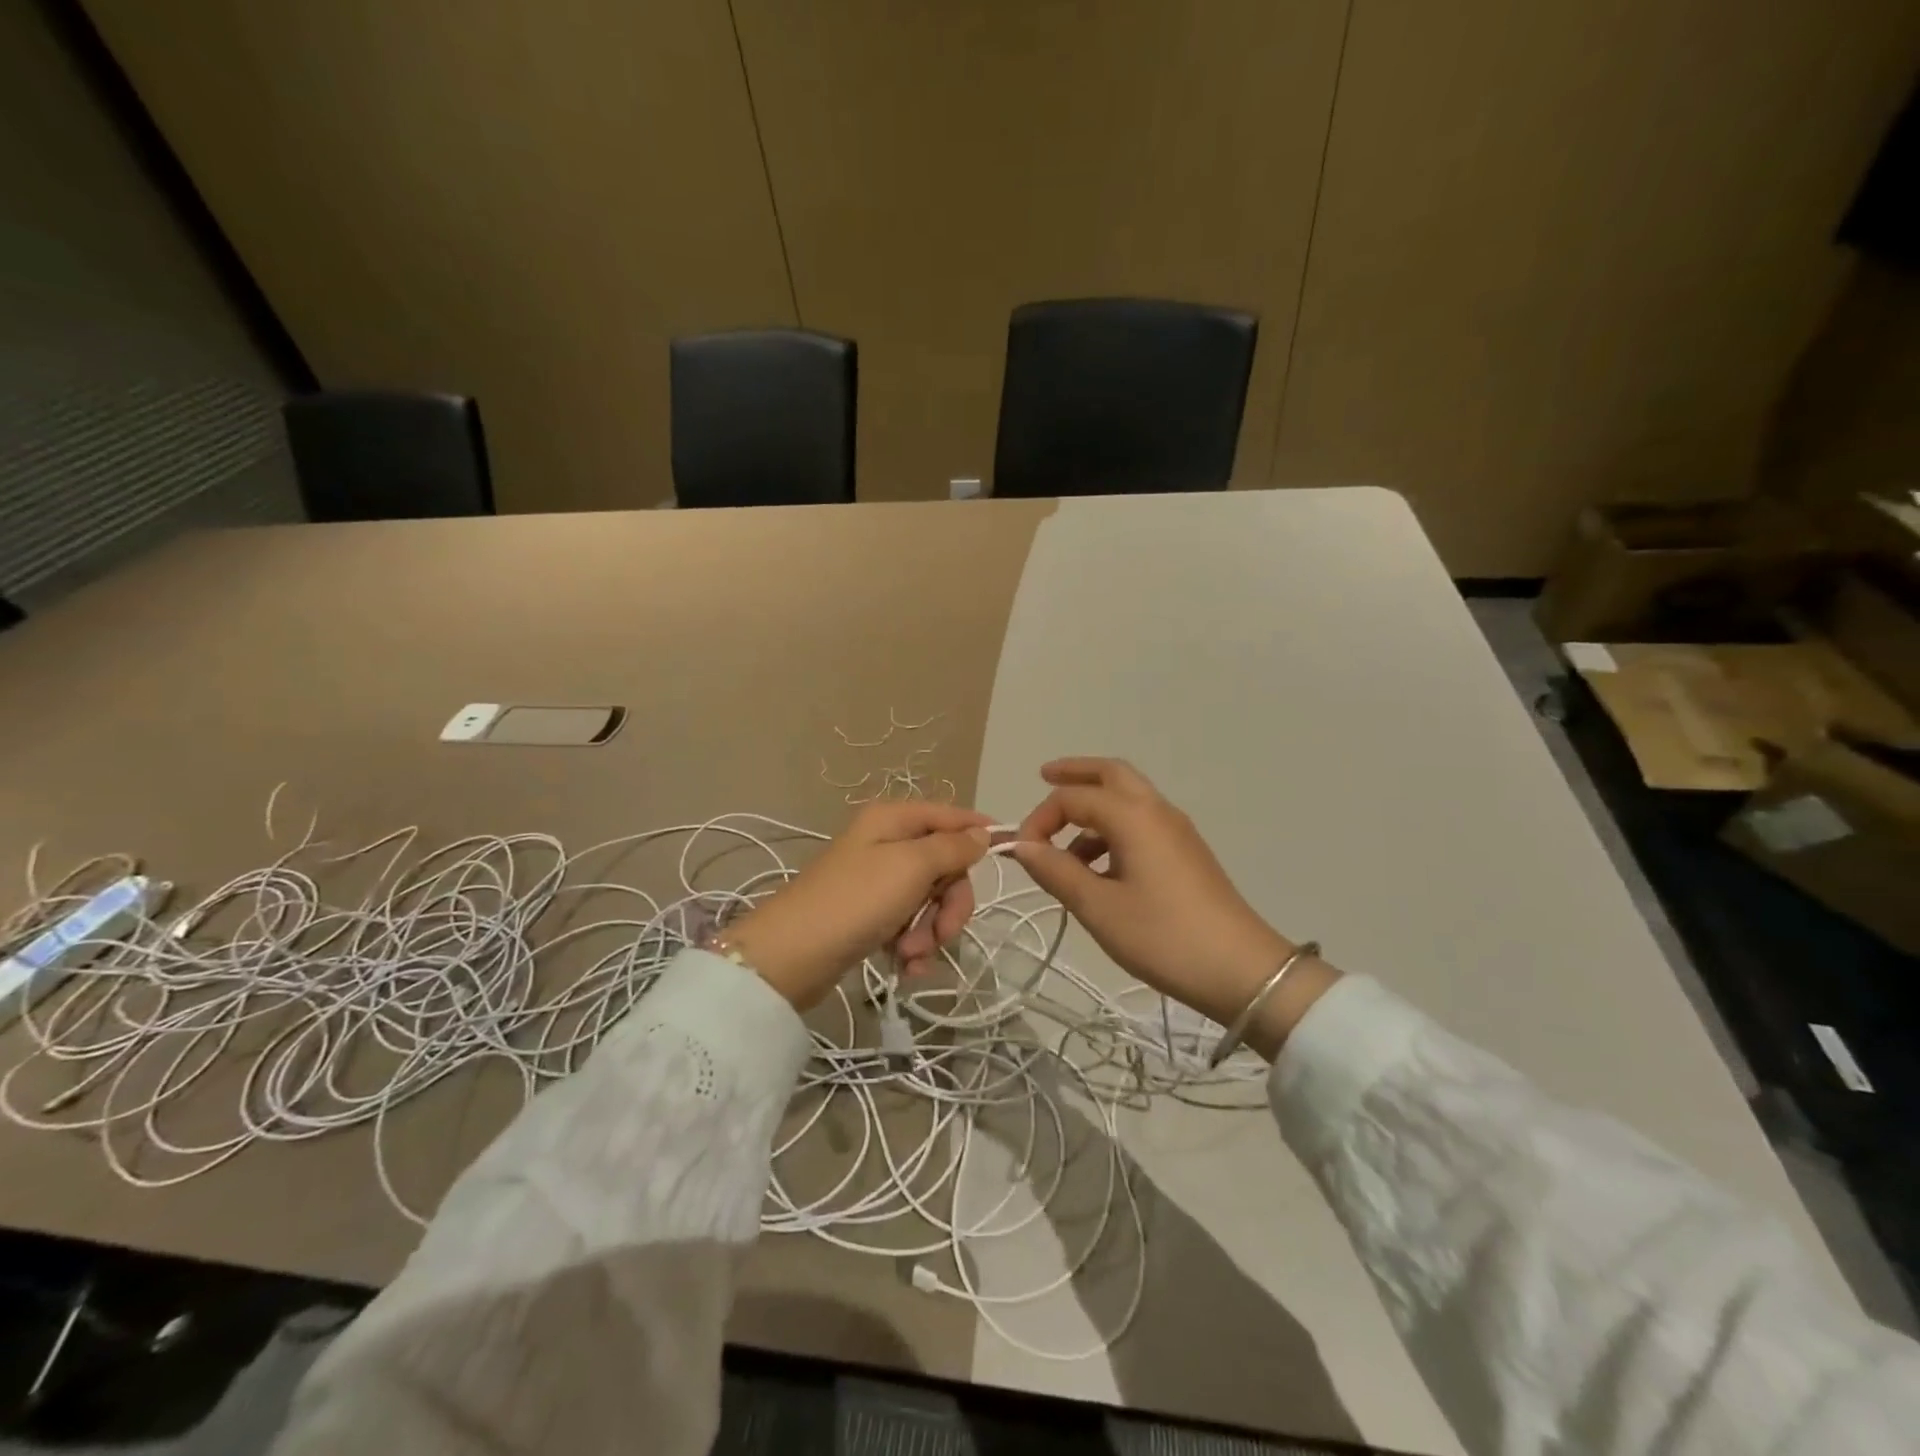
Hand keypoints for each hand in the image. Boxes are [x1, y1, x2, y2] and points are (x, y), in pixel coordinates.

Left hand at [722, 802, 991, 1009]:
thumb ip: (952, 848)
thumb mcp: (911, 866)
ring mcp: (877, 881)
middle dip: (950, 903)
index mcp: (893, 820)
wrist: (791, 957)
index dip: (977, 832)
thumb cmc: (855, 901)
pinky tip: (906, 967)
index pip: (949, 815)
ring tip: (910, 956)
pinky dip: (913, 946)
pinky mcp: (869, 916)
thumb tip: (981, 833)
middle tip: (943, 932)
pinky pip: (909, 924)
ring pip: (930, 900)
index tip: (1006, 854)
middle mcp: (886, 844)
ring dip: (930, 931)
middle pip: (944, 865)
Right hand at [1012, 758, 1338, 1058]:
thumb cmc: (1163, 936)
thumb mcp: (1099, 907)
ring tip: (1063, 850)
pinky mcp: (1186, 853)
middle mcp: (1157, 810)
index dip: (1040, 818)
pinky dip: (1112, 830)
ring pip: (1128, 798)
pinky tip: (1098, 870)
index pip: (1073, 797)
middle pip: (1111, 773)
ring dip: (1092, 808)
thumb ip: (1056, 871)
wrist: (1242, 971)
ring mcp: (1177, 830)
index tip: (1022, 853)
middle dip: (1074, 773)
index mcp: (1133, 816)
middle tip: (1043, 777)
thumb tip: (1022, 846)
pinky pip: (1141, 823)